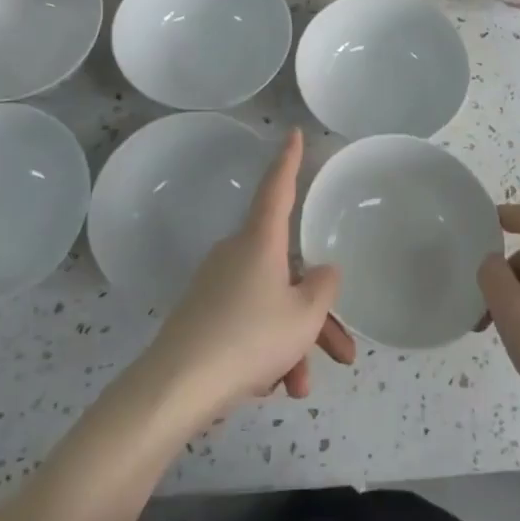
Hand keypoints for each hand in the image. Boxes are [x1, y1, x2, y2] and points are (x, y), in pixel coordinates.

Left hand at [144, 129, 355, 418]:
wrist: (176, 387)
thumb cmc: (249, 338)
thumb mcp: (303, 316)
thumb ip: (323, 288)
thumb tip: (322, 272)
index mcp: (260, 241)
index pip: (278, 187)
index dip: (289, 160)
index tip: (293, 133)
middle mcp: (236, 254)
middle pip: (287, 271)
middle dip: (316, 315)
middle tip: (343, 354)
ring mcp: (216, 286)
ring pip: (269, 305)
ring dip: (292, 343)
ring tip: (300, 386)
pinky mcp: (202, 316)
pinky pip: (246, 324)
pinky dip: (264, 351)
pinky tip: (270, 387)